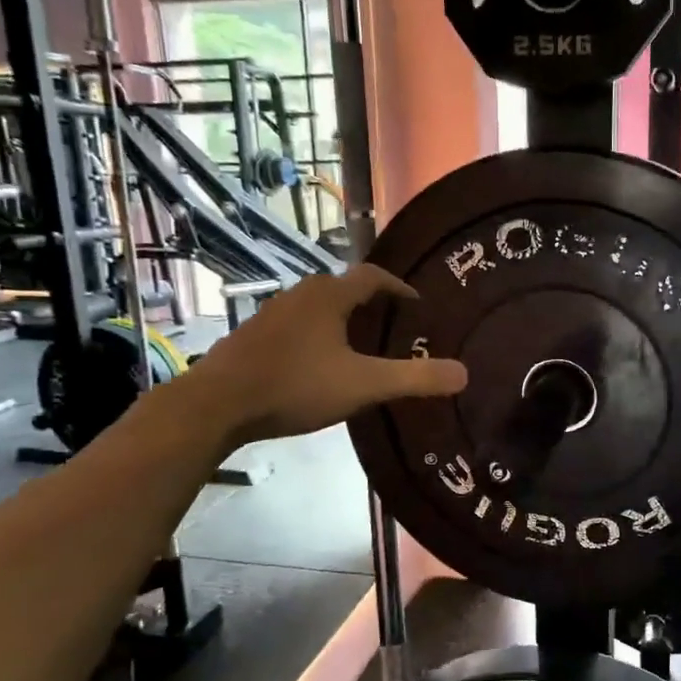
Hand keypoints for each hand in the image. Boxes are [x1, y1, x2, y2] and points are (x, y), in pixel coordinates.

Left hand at [186, 266, 467, 442]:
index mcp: (330, 295)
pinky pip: (297, 326)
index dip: (400, 287)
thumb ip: (415, 379)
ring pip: (318, 308)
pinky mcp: (252, 336)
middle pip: (344, 288)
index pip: (373, 276)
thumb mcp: (363, 385)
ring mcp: (272, 314)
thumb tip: (465, 374)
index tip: (418, 305)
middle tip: (394, 328)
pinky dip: (317, 335)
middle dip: (372, 304)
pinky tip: (318, 365)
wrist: (216, 404)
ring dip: (342, 320)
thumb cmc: (295, 385)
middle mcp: (301, 294)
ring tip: (360, 347)